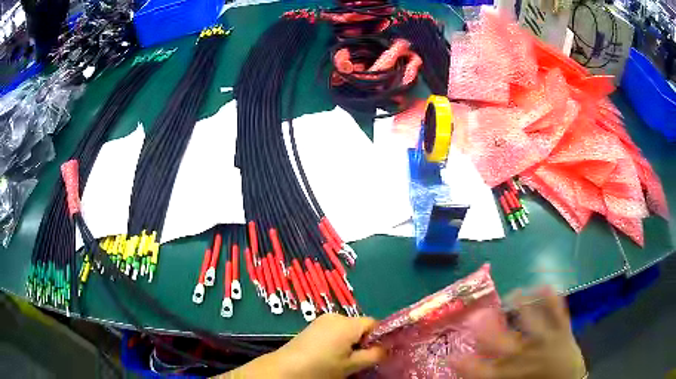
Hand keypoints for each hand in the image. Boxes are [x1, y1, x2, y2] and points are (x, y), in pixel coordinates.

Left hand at [225, 314, 383, 378]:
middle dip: (364, 342)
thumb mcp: (351, 365)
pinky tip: (330, 355)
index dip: (380, 338)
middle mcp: (336, 316)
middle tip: (360, 360)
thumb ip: (373, 355)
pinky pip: (334, 330)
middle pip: (360, 326)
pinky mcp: (312, 326)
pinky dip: (338, 341)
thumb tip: (387, 348)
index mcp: (347, 323)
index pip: (375, 323)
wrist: (284, 368)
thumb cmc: (321, 367)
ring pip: (347, 329)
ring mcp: (322, 320)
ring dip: (351, 342)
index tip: (378, 354)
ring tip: (343, 360)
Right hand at [450, 287, 585, 378]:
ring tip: (513, 292)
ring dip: (521, 305)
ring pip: (531, 321)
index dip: (464, 364)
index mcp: (511, 374)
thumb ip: (494, 374)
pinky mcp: (563, 330)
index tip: (450, 356)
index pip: (481, 371)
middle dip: (487, 329)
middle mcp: (526, 356)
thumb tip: (477, 361)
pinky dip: (552, 297)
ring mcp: (546, 341)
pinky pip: (558, 311)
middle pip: (502, 342)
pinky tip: (544, 285)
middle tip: (477, 317)